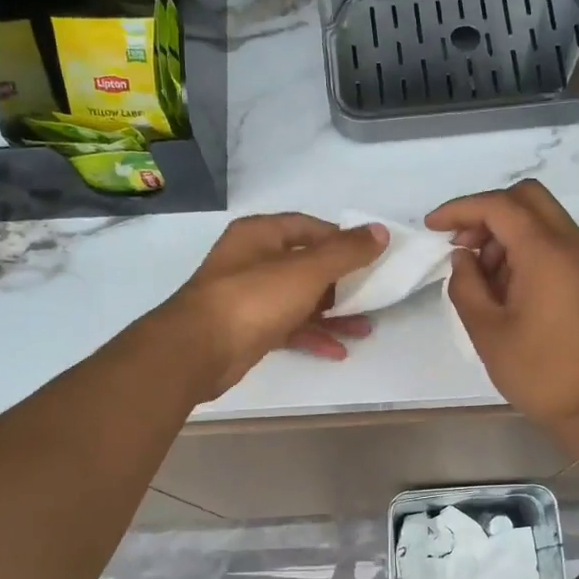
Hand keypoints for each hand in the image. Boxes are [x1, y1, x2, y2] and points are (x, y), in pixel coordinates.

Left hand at [161, 213, 387, 398]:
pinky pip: (288, 327)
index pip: (308, 227)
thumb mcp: (307, 270)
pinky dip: (312, 335)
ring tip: (365, 328)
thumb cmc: (254, 298)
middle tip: (373, 294)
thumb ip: (346, 252)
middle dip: (342, 281)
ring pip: (299, 299)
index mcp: (260, 234)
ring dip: (332, 313)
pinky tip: (338, 351)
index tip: (371, 256)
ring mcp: (248, 297)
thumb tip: (380, 231)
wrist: (199, 350)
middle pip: (306, 265)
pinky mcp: (248, 330)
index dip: (341, 239)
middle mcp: (252, 261)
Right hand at [427, 181, 578, 444]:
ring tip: (481, 277)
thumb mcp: (487, 330)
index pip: (499, 206)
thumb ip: (466, 285)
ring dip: (505, 232)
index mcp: (546, 252)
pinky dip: (524, 248)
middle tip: (461, 246)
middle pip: (526, 197)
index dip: (460, 209)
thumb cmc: (538, 371)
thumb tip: (463, 257)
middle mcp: (572, 243)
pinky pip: (553, 241)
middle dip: (486, 213)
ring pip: (541, 217)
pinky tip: (505, 286)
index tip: (432, 228)